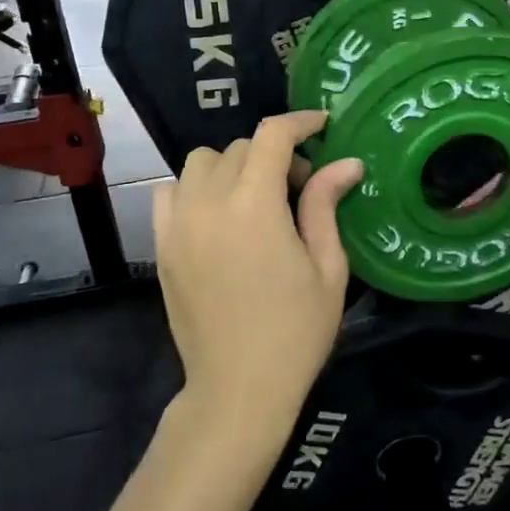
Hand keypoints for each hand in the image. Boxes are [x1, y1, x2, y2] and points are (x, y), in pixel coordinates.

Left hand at [154, 112, 363, 452]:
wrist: (238, 388)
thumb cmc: (296, 331)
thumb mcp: (327, 268)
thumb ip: (326, 206)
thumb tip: (347, 162)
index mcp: (255, 206)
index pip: (271, 137)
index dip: (299, 122)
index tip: (321, 125)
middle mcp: (209, 203)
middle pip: (239, 148)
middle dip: (273, 155)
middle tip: (299, 188)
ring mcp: (178, 224)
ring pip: (200, 163)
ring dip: (232, 166)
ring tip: (255, 199)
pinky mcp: (162, 245)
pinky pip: (170, 192)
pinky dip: (194, 188)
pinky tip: (217, 215)